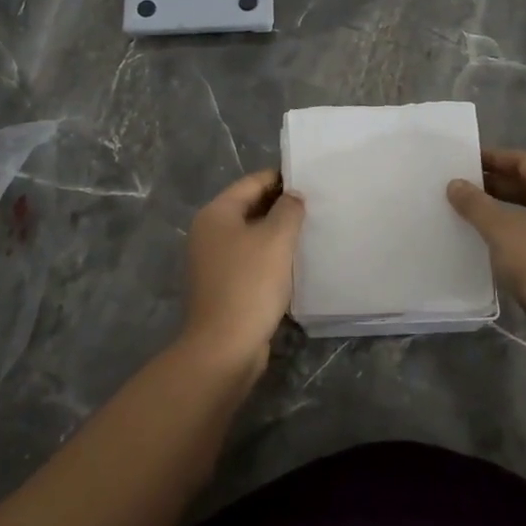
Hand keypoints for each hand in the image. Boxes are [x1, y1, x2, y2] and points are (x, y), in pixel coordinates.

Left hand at [181, 168, 304, 371]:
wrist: (224, 347)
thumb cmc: (250, 284)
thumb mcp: (276, 239)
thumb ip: (288, 210)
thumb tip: (293, 196)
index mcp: (216, 213)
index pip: (252, 182)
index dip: (281, 178)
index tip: (311, 180)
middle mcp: (209, 232)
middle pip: (249, 207)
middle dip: (281, 206)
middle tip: (316, 206)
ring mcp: (213, 261)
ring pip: (251, 235)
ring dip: (277, 233)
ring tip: (310, 232)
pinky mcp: (223, 286)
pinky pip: (250, 260)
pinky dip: (270, 257)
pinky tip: (294, 263)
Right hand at [447, 149, 525, 363]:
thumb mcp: (502, 231)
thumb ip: (476, 204)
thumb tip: (456, 184)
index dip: (495, 158)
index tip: (465, 161)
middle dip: (497, 184)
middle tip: (462, 188)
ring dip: (505, 209)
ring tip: (471, 214)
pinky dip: (517, 231)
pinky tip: (494, 244)